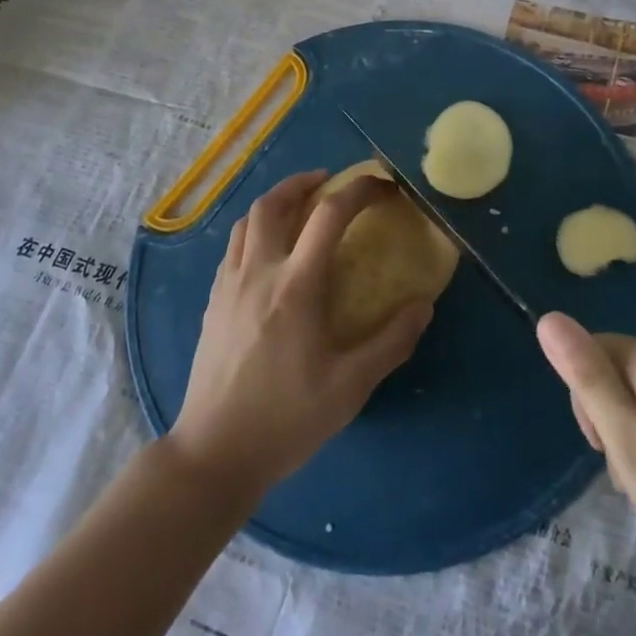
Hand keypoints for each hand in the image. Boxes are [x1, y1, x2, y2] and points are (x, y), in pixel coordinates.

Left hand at [171, 170, 433, 499]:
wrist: (214, 454)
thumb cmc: (286, 420)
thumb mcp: (350, 387)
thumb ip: (390, 342)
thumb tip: (423, 305)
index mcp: (296, 286)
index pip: (329, 215)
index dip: (359, 190)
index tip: (382, 186)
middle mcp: (259, 272)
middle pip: (273, 203)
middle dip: (303, 182)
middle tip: (329, 182)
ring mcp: (229, 285)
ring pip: (246, 221)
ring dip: (275, 202)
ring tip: (298, 206)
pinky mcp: (212, 302)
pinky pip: (233, 247)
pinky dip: (254, 230)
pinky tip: (268, 251)